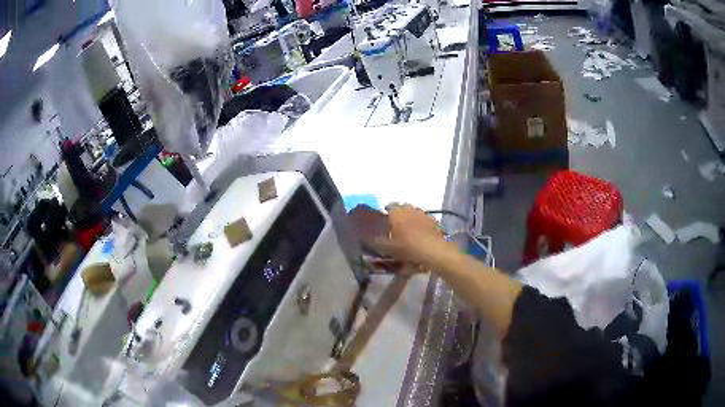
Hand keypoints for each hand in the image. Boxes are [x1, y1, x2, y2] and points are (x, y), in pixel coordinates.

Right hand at [371, 204, 457, 270]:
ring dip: (411, 223)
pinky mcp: (434, 221)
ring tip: (409, 237)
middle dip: (399, 219)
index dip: (386, 216)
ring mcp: (424, 214)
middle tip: (396, 232)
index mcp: (396, 210)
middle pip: (402, 210)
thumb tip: (368, 239)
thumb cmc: (406, 246)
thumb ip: (376, 242)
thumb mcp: (386, 247)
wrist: (432, 250)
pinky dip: (422, 228)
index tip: (385, 226)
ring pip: (414, 216)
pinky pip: (424, 223)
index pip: (388, 207)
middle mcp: (410, 208)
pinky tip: (421, 239)